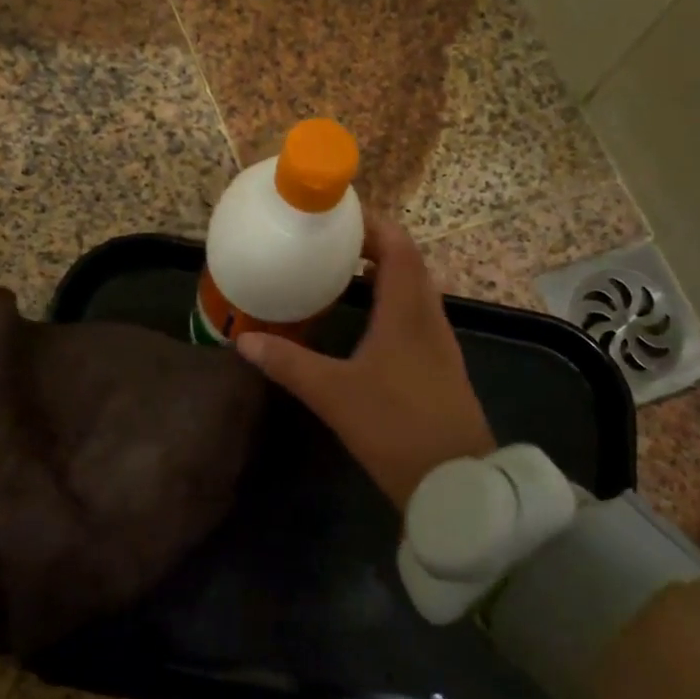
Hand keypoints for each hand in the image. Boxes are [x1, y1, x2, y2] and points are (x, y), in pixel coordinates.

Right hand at [236, 216, 493, 508]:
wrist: (455, 482)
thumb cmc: (396, 427)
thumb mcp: (334, 394)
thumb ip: (289, 364)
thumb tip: (244, 342)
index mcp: (408, 312)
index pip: (398, 247)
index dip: (373, 224)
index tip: (338, 215)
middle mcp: (429, 318)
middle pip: (408, 263)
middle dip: (373, 245)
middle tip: (330, 242)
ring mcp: (439, 343)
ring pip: (413, 291)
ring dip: (383, 274)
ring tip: (341, 274)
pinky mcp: (439, 367)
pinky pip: (415, 316)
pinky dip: (390, 303)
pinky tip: (363, 323)